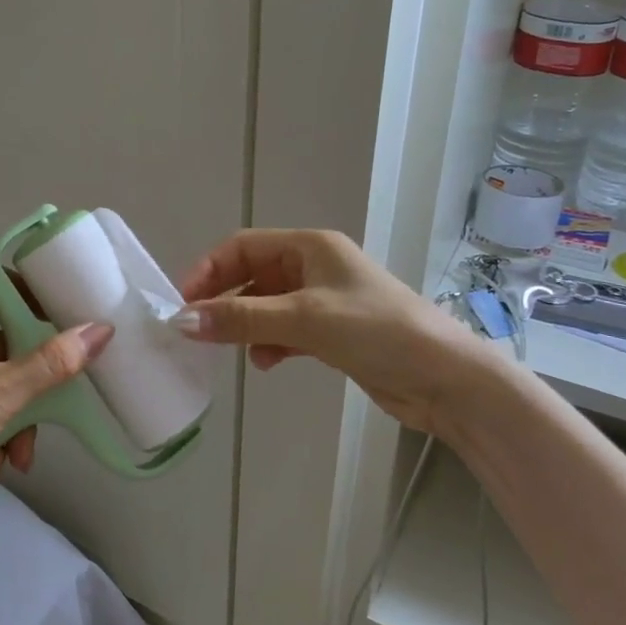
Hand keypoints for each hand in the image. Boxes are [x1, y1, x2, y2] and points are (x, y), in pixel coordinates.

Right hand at [174, 229, 495, 431]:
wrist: (444, 378)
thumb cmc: (376, 331)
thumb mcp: (304, 319)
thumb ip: (242, 318)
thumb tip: (181, 321)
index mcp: (310, 246)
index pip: (244, 246)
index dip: (210, 270)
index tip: (183, 303)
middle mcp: (315, 267)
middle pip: (253, 275)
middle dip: (224, 300)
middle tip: (196, 329)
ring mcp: (325, 301)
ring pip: (267, 306)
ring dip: (246, 325)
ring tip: (233, 349)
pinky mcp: (333, 333)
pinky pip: (286, 330)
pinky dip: (271, 343)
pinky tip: (267, 363)